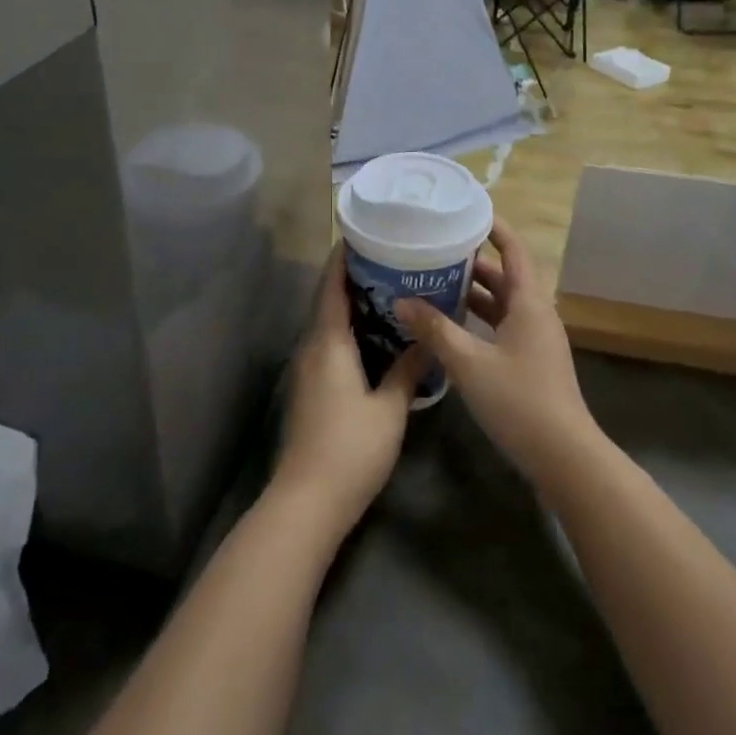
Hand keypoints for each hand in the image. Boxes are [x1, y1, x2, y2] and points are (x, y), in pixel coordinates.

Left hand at [273, 245, 427, 538]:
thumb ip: (408, 370)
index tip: (361, 233)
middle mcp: (313, 348)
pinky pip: (330, 344)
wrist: (308, 501)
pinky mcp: (311, 389)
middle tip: (388, 257)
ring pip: (329, 324)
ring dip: (352, 304)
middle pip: (328, 301)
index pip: (332, 287)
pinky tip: (377, 336)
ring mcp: (308, 370)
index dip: (343, 258)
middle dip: (353, 277)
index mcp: (329, 343)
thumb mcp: (389, 408)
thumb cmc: (351, 448)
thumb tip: (427, 339)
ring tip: (388, 289)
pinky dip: (350, 329)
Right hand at [394, 218, 601, 488]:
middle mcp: (536, 314)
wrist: (563, 455)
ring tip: (435, 282)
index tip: (468, 211)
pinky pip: (502, 327)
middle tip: (436, 250)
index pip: (514, 251)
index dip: (495, 228)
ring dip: (474, 293)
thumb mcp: (469, 363)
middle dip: (473, 262)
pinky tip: (451, 327)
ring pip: (502, 304)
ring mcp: (535, 340)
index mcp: (529, 303)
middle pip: (505, 277)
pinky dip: (478, 320)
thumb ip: (435, 330)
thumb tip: (402, 301)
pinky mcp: (531, 362)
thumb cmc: (519, 400)